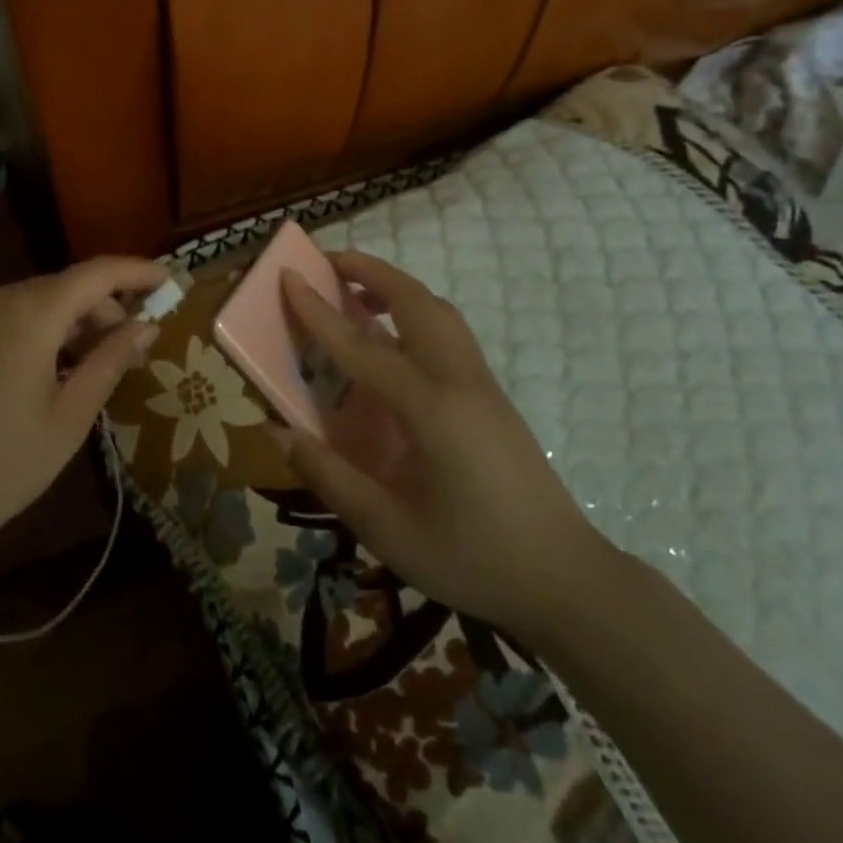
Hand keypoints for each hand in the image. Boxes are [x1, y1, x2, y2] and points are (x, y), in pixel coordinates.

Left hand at [0, 257, 167, 572]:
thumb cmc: (1, 466)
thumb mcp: (70, 417)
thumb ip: (110, 360)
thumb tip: (146, 325)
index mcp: (30, 313)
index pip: (96, 274)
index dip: (136, 272)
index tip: (168, 279)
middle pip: (65, 288)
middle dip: (104, 310)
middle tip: (131, 350)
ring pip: (35, 302)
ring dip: (71, 323)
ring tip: (90, 367)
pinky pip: (6, 317)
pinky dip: (38, 331)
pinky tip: (46, 371)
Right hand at [279, 251, 612, 639]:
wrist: (565, 579)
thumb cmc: (472, 558)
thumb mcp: (388, 530)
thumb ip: (329, 475)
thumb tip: (277, 432)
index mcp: (430, 409)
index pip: (362, 346)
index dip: (318, 310)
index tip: (288, 275)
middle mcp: (458, 380)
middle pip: (413, 301)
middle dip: (369, 271)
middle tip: (327, 263)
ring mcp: (482, 382)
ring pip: (438, 309)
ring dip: (396, 286)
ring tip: (358, 291)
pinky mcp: (492, 394)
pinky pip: (449, 329)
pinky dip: (416, 309)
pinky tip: (395, 338)